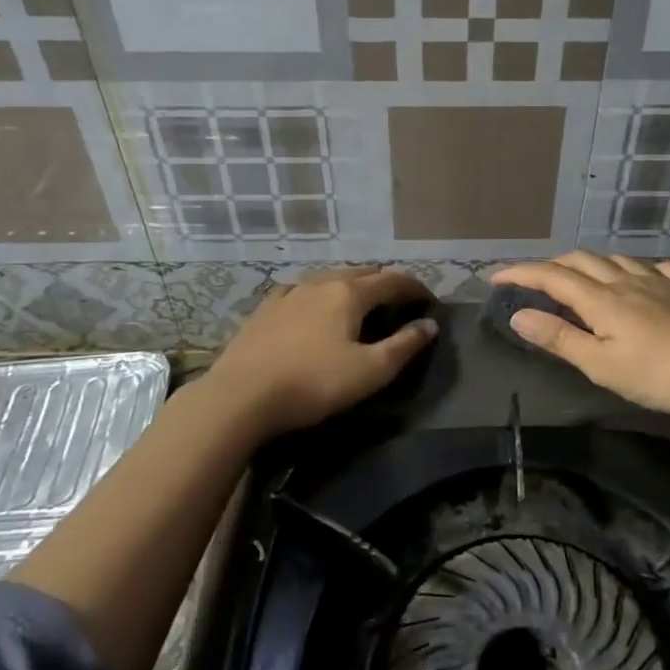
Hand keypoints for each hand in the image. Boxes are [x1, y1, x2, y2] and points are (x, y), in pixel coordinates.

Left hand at [202, 267, 436, 438]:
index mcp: (349, 293)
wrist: (241, 396)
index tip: (429, 300)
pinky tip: (312, 304)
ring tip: (361, 301)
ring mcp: (289, 293)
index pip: (392, 281)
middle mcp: (320, 283)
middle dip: (385, 283)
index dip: (415, 288)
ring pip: (329, 278)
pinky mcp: (265, 310)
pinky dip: (319, 293)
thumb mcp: (370, 371)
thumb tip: (429, 325)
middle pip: (361, 273)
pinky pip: (301, 290)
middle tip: (399, 301)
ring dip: (352, 285)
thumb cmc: (314, 383)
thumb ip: (404, 346)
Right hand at [491, 253, 669, 421]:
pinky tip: (643, 276)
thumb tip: (519, 315)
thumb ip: (560, 338)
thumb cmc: (659, 376)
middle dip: (553, 264)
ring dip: (593, 262)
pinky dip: (637, 268)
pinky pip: (657, 268)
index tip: (496, 277)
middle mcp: (627, 281)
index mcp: (602, 300)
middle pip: (583, 260)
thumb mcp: (601, 365)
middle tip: (536, 279)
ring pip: (619, 259)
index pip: (552, 277)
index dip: (522, 274)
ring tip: (584, 275)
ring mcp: (662, 282)